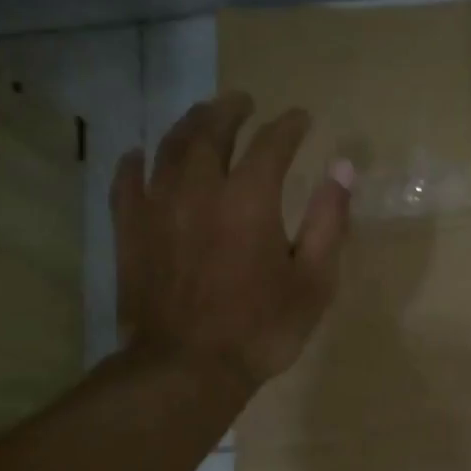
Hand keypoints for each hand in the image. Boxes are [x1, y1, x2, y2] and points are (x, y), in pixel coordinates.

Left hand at [113, 92, 351, 391]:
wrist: (186, 369)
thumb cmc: (261, 329)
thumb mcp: (314, 280)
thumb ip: (329, 220)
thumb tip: (343, 167)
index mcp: (250, 198)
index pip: (272, 143)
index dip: (289, 126)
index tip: (301, 118)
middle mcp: (200, 188)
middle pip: (212, 130)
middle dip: (231, 110)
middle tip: (243, 100)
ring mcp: (158, 207)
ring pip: (169, 147)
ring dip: (188, 124)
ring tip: (202, 116)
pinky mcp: (130, 230)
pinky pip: (127, 182)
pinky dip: (135, 162)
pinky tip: (140, 155)